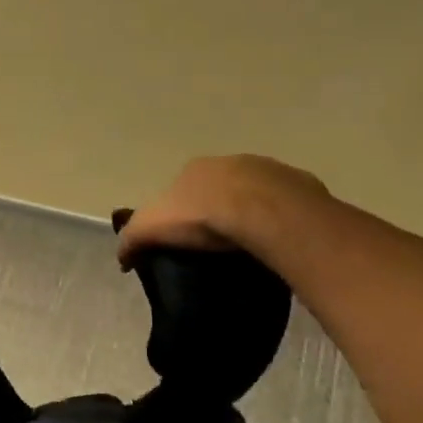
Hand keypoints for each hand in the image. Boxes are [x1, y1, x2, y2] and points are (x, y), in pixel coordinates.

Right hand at [117, 155, 326, 267]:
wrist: (264, 213)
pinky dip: (281, 221)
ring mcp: (268, 170)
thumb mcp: (150, 229)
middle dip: (217, 210)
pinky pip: (287, 207)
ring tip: (251, 248)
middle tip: (217, 245)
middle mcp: (229, 163)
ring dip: (252, 214)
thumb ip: (132, 240)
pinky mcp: (300, 185)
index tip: (183, 239)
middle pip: (219, 189)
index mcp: (194, 169)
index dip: (180, 213)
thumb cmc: (201, 216)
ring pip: (255, 195)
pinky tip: (278, 244)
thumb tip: (122, 259)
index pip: (181, 190)